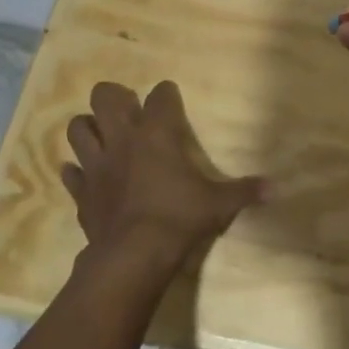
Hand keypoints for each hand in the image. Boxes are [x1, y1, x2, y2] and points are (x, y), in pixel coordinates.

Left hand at [61, 81, 265, 262]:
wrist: (134, 254)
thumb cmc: (179, 217)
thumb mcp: (219, 204)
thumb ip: (245, 191)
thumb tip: (277, 188)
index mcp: (157, 134)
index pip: (160, 96)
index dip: (166, 94)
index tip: (170, 97)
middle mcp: (122, 139)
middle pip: (105, 98)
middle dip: (113, 97)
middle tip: (127, 109)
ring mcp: (97, 164)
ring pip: (77, 128)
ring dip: (88, 128)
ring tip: (101, 135)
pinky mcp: (81, 191)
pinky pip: (70, 173)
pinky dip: (76, 171)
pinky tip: (85, 174)